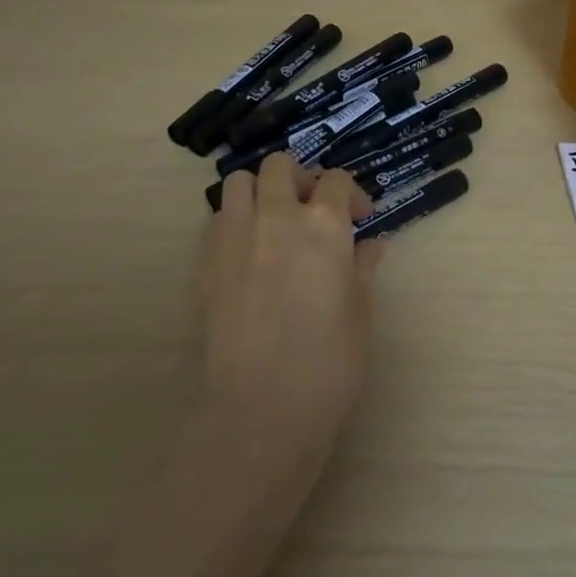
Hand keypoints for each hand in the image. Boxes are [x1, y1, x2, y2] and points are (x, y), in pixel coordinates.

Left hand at [194, 151, 383, 464]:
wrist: (259, 410)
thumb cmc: (328, 363)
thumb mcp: (361, 313)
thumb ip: (363, 269)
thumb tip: (370, 246)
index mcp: (323, 225)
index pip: (337, 181)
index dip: (353, 194)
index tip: (361, 218)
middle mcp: (276, 217)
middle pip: (280, 166)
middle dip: (301, 178)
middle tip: (314, 210)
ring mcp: (234, 237)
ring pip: (239, 182)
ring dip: (261, 190)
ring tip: (275, 220)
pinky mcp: (205, 263)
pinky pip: (217, 219)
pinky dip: (235, 219)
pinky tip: (250, 251)